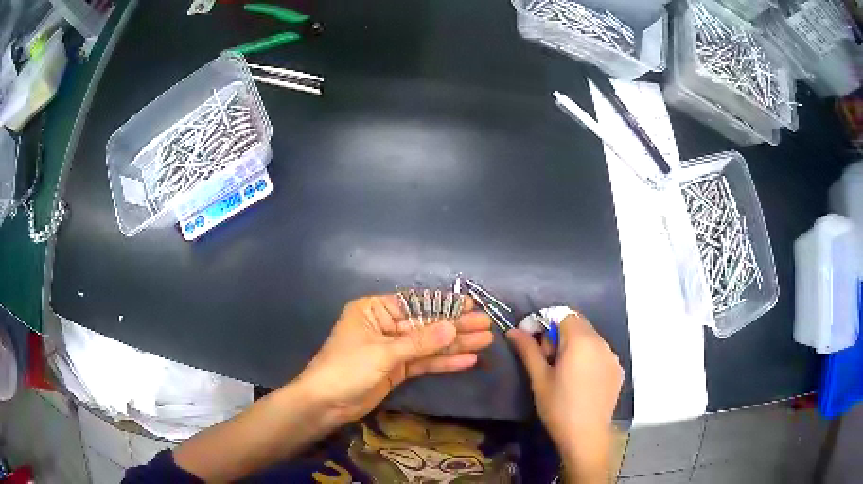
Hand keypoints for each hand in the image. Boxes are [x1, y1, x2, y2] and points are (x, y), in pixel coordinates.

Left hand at [298, 294, 493, 425]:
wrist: (326, 404)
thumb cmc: (347, 368)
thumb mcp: (384, 353)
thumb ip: (420, 341)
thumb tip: (453, 326)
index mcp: (374, 310)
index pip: (415, 303)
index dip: (444, 304)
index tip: (470, 304)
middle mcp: (385, 326)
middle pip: (426, 325)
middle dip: (456, 326)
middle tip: (486, 324)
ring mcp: (392, 350)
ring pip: (428, 345)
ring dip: (455, 344)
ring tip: (485, 341)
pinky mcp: (397, 370)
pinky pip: (424, 363)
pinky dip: (444, 362)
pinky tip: (467, 359)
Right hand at [507, 313, 622, 481]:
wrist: (586, 436)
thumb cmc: (558, 407)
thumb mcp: (539, 378)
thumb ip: (528, 350)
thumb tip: (514, 331)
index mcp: (581, 341)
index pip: (563, 314)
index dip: (545, 322)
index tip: (531, 340)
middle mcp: (601, 342)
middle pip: (578, 324)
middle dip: (558, 334)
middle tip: (546, 359)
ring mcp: (612, 356)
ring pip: (590, 338)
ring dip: (573, 345)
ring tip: (562, 371)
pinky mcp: (617, 370)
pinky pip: (600, 353)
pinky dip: (587, 357)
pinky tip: (579, 380)